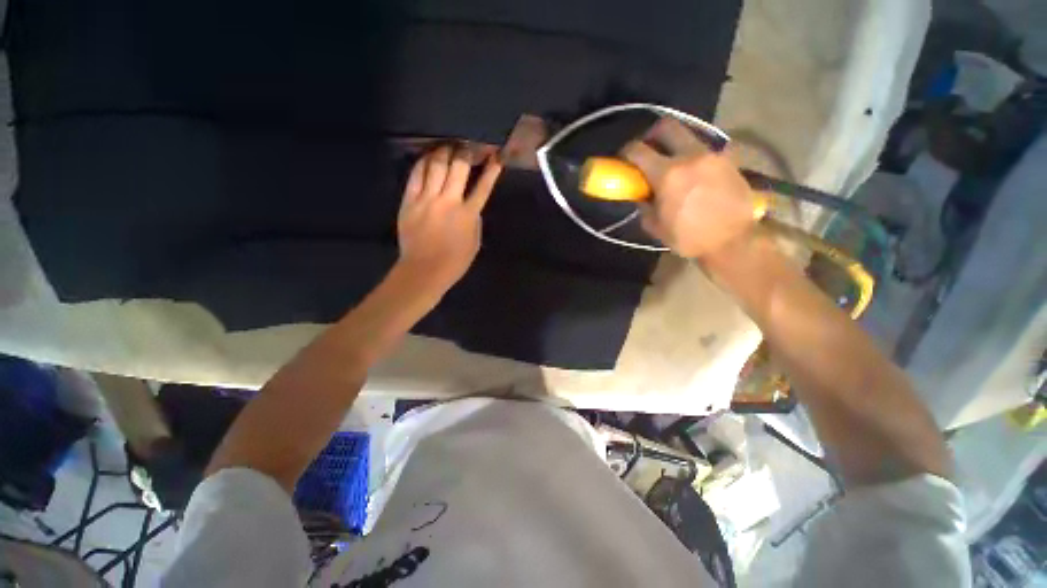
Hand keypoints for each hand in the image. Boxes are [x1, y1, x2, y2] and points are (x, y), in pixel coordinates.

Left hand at [397, 144, 502, 291]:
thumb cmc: (454, 262)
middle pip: (458, 167)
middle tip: (468, 144)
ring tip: (447, 145)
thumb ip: (475, 221)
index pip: (483, 186)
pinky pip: (416, 175)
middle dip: (465, 151)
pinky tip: (427, 156)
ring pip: (436, 165)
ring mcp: (427, 199)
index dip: (491, 169)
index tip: (495, 155)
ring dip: (443, 151)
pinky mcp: (409, 201)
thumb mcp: (475, 243)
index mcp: (468, 214)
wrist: (424, 270)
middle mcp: (449, 201)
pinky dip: (423, 162)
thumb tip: (472, 204)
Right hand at [621, 118, 757, 259]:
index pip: (638, 150)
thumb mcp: (656, 227)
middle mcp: (690, 156)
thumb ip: (644, 206)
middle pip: (667, 126)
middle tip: (649, 149)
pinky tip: (695, 174)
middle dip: (652, 134)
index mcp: (667, 175)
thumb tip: (642, 195)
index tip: (624, 159)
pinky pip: (706, 149)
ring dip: (675, 145)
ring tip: (674, 165)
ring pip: (689, 134)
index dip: (626, 152)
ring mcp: (712, 155)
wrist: (733, 241)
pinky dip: (694, 156)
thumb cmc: (689, 238)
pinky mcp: (729, 160)